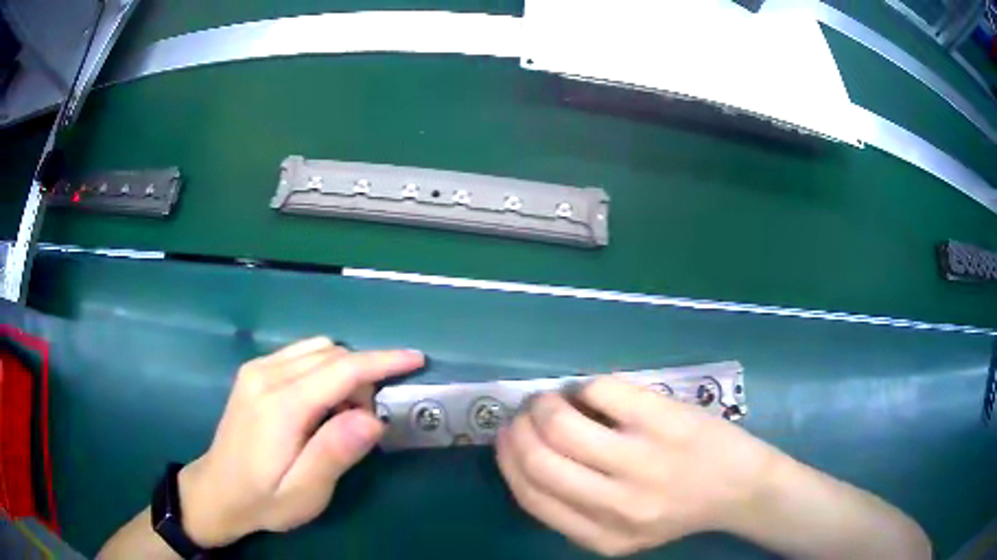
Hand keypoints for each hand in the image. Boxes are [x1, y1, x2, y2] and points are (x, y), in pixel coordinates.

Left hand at [178, 337, 423, 546]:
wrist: (217, 492)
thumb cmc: (264, 499)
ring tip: (342, 415)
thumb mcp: (305, 492)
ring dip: (343, 372)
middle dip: (362, 376)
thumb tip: (372, 419)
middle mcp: (266, 375)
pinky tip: (320, 402)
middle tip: (367, 421)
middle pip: (330, 354)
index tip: (415, 359)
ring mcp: (257, 369)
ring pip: (316, 349)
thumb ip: (335, 453)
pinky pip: (300, 354)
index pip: (340, 370)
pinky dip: (323, 369)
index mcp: (280, 406)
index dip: (382, 361)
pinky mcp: (254, 371)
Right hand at [496, 377, 780, 556]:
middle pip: (539, 459)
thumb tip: (525, 454)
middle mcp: (618, 504)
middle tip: (526, 414)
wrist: (741, 486)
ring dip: (545, 403)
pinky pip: (602, 390)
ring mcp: (644, 460)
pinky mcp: (665, 420)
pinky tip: (594, 393)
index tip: (507, 437)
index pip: (531, 495)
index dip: (509, 459)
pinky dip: (587, 387)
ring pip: (563, 422)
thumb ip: (574, 510)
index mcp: (601, 537)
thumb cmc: (678, 508)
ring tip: (553, 399)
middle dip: (520, 428)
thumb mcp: (621, 531)